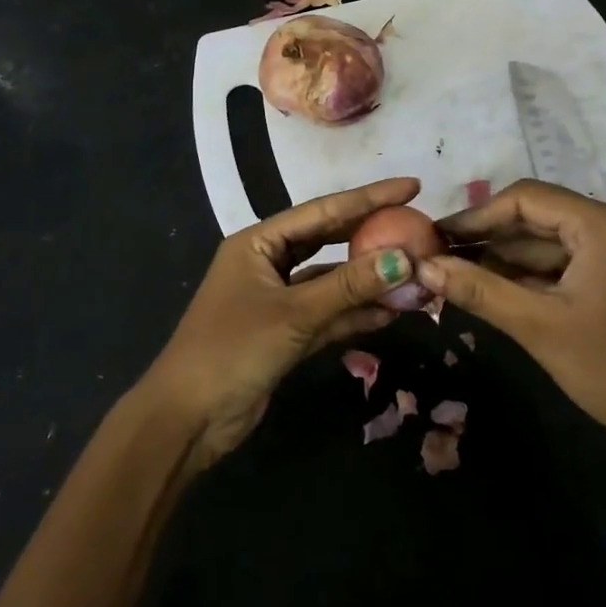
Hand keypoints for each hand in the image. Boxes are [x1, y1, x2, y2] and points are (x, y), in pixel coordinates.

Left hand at [142, 178, 422, 467]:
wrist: (188, 419)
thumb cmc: (232, 349)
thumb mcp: (294, 314)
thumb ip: (349, 286)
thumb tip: (405, 259)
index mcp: (258, 242)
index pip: (322, 211)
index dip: (368, 198)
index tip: (412, 187)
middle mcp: (267, 263)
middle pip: (328, 241)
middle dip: (371, 237)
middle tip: (418, 227)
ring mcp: (277, 299)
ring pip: (331, 282)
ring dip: (369, 282)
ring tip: (416, 275)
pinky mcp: (285, 333)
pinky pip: (328, 314)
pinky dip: (356, 314)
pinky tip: (392, 313)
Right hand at [418, 179, 605, 466]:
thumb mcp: (539, 326)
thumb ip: (480, 290)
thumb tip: (424, 266)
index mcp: (602, 225)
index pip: (526, 198)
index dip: (477, 215)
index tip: (435, 236)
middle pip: (536, 218)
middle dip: (487, 237)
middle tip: (437, 256)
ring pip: (547, 245)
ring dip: (503, 258)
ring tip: (453, 273)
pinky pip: (561, 268)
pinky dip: (526, 277)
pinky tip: (490, 290)